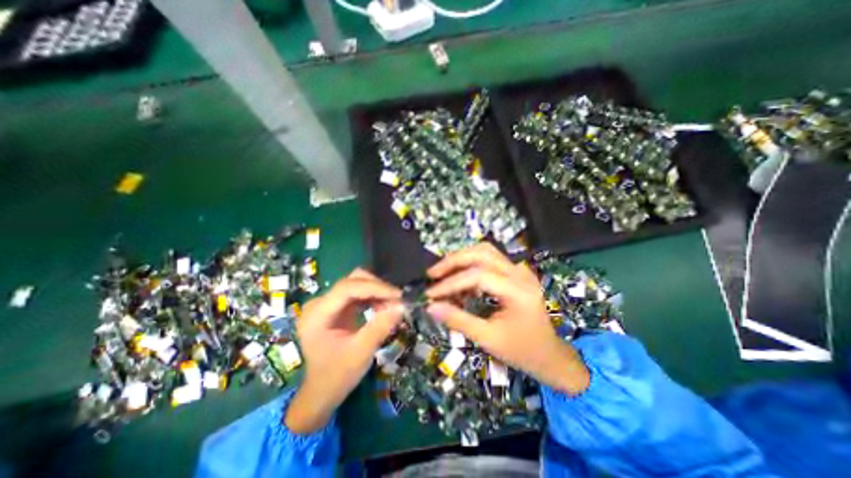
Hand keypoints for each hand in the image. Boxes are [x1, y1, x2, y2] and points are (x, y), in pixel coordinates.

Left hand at [284, 268, 401, 431]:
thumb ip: (380, 327)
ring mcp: (326, 303)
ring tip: (391, 305)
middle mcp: (318, 303)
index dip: (375, 288)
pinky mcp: (335, 307)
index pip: (347, 288)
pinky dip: (372, 297)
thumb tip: (402, 305)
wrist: (322, 391)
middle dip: (377, 288)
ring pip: (356, 283)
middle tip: (397, 300)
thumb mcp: (361, 353)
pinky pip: (357, 293)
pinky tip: (381, 307)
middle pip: (351, 281)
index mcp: (317, 315)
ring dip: (376, 291)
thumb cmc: (337, 376)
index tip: (398, 295)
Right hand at [424, 245, 589, 394]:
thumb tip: (430, 307)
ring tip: (442, 272)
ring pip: (485, 251)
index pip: (479, 275)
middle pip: (482, 253)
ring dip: (461, 258)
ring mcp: (520, 270)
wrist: (550, 355)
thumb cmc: (522, 351)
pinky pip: (489, 259)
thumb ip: (458, 320)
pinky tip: (460, 279)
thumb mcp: (488, 339)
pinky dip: (470, 264)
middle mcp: (520, 274)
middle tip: (432, 274)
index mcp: (519, 291)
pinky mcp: (515, 272)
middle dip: (453, 261)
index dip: (451, 283)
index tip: (431, 293)